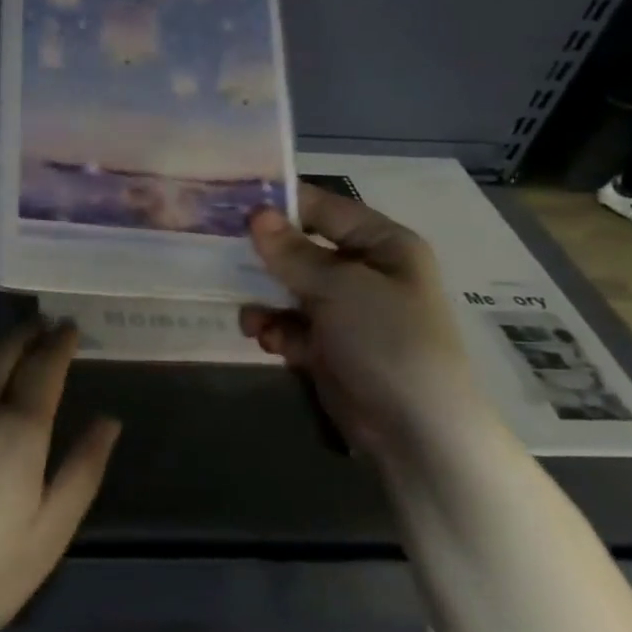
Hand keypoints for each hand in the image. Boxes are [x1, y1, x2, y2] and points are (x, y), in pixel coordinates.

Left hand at [0, 322, 120, 631]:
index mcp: (17, 429)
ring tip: (12, 345)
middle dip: (26, 333)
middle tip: (43, 324)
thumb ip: (83, 468)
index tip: (70, 326)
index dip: (59, 343)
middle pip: (2, 352)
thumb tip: (108, 421)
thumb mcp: (52, 529)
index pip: (43, 368)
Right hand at [239, 191, 491, 462]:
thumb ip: (293, 252)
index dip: (282, 203)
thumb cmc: (387, 340)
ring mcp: (345, 311)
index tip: (233, 202)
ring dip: (265, 300)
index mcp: (381, 245)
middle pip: (301, 249)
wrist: (414, 429)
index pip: (325, 208)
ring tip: (251, 318)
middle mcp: (363, 272)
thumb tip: (256, 214)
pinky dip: (276, 330)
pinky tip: (268, 342)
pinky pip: (289, 324)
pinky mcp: (328, 345)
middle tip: (218, 253)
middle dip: (264, 257)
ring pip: (288, 289)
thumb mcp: (340, 288)